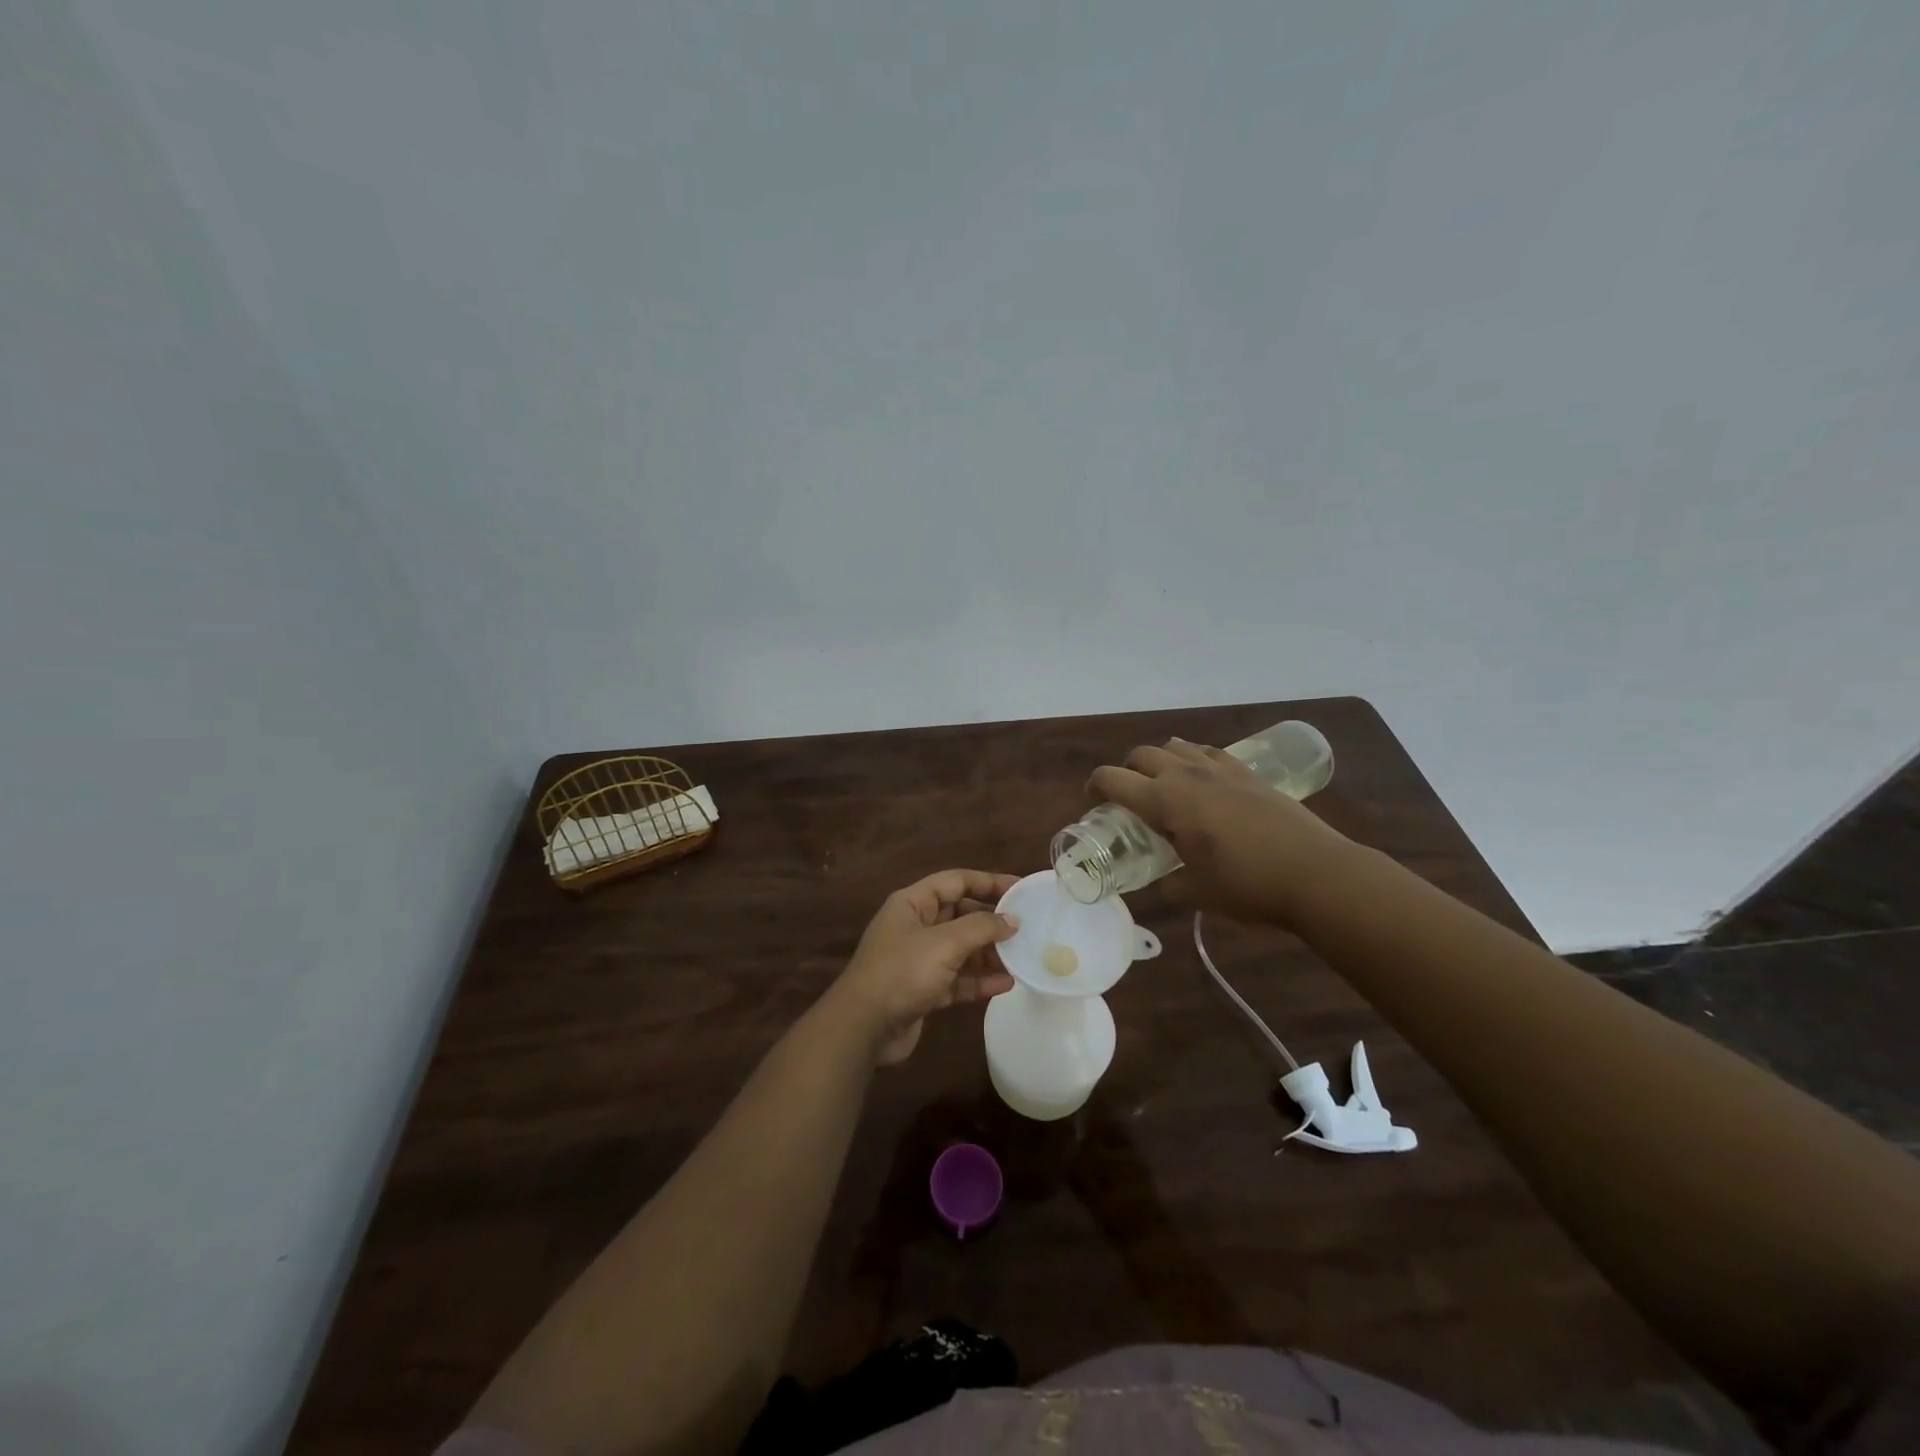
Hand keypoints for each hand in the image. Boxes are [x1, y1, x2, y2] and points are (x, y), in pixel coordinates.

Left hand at [830, 870, 1020, 1065]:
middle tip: (1026, 927)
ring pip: (961, 949)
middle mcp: (915, 927)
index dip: (988, 881)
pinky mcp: (923, 990)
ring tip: (1021, 957)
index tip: (1020, 888)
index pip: (955, 881)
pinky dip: (979, 980)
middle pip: (960, 915)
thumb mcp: (944, 942)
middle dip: (991, 921)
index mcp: (912, 904)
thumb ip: (981, 927)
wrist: (864, 1027)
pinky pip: (957, 979)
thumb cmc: (902, 971)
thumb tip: (1012, 920)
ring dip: (989, 953)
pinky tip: (1005, 984)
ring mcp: (918, 960)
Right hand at [1088, 738, 1354, 923]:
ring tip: (1167, 787)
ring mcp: (1219, 768)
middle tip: (1130, 798)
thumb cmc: (1247, 885)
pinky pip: (1209, 752)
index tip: (1094, 802)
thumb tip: (1163, 880)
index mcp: (1163, 801)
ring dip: (1161, 761)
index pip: (1112, 779)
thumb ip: (1169, 882)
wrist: (1315, 873)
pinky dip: (1195, 760)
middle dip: (1127, 772)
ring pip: (1175, 746)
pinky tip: (1205, 781)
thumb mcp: (1196, 892)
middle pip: (1141, 755)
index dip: (1095, 787)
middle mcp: (1185, 774)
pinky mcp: (1248, 772)